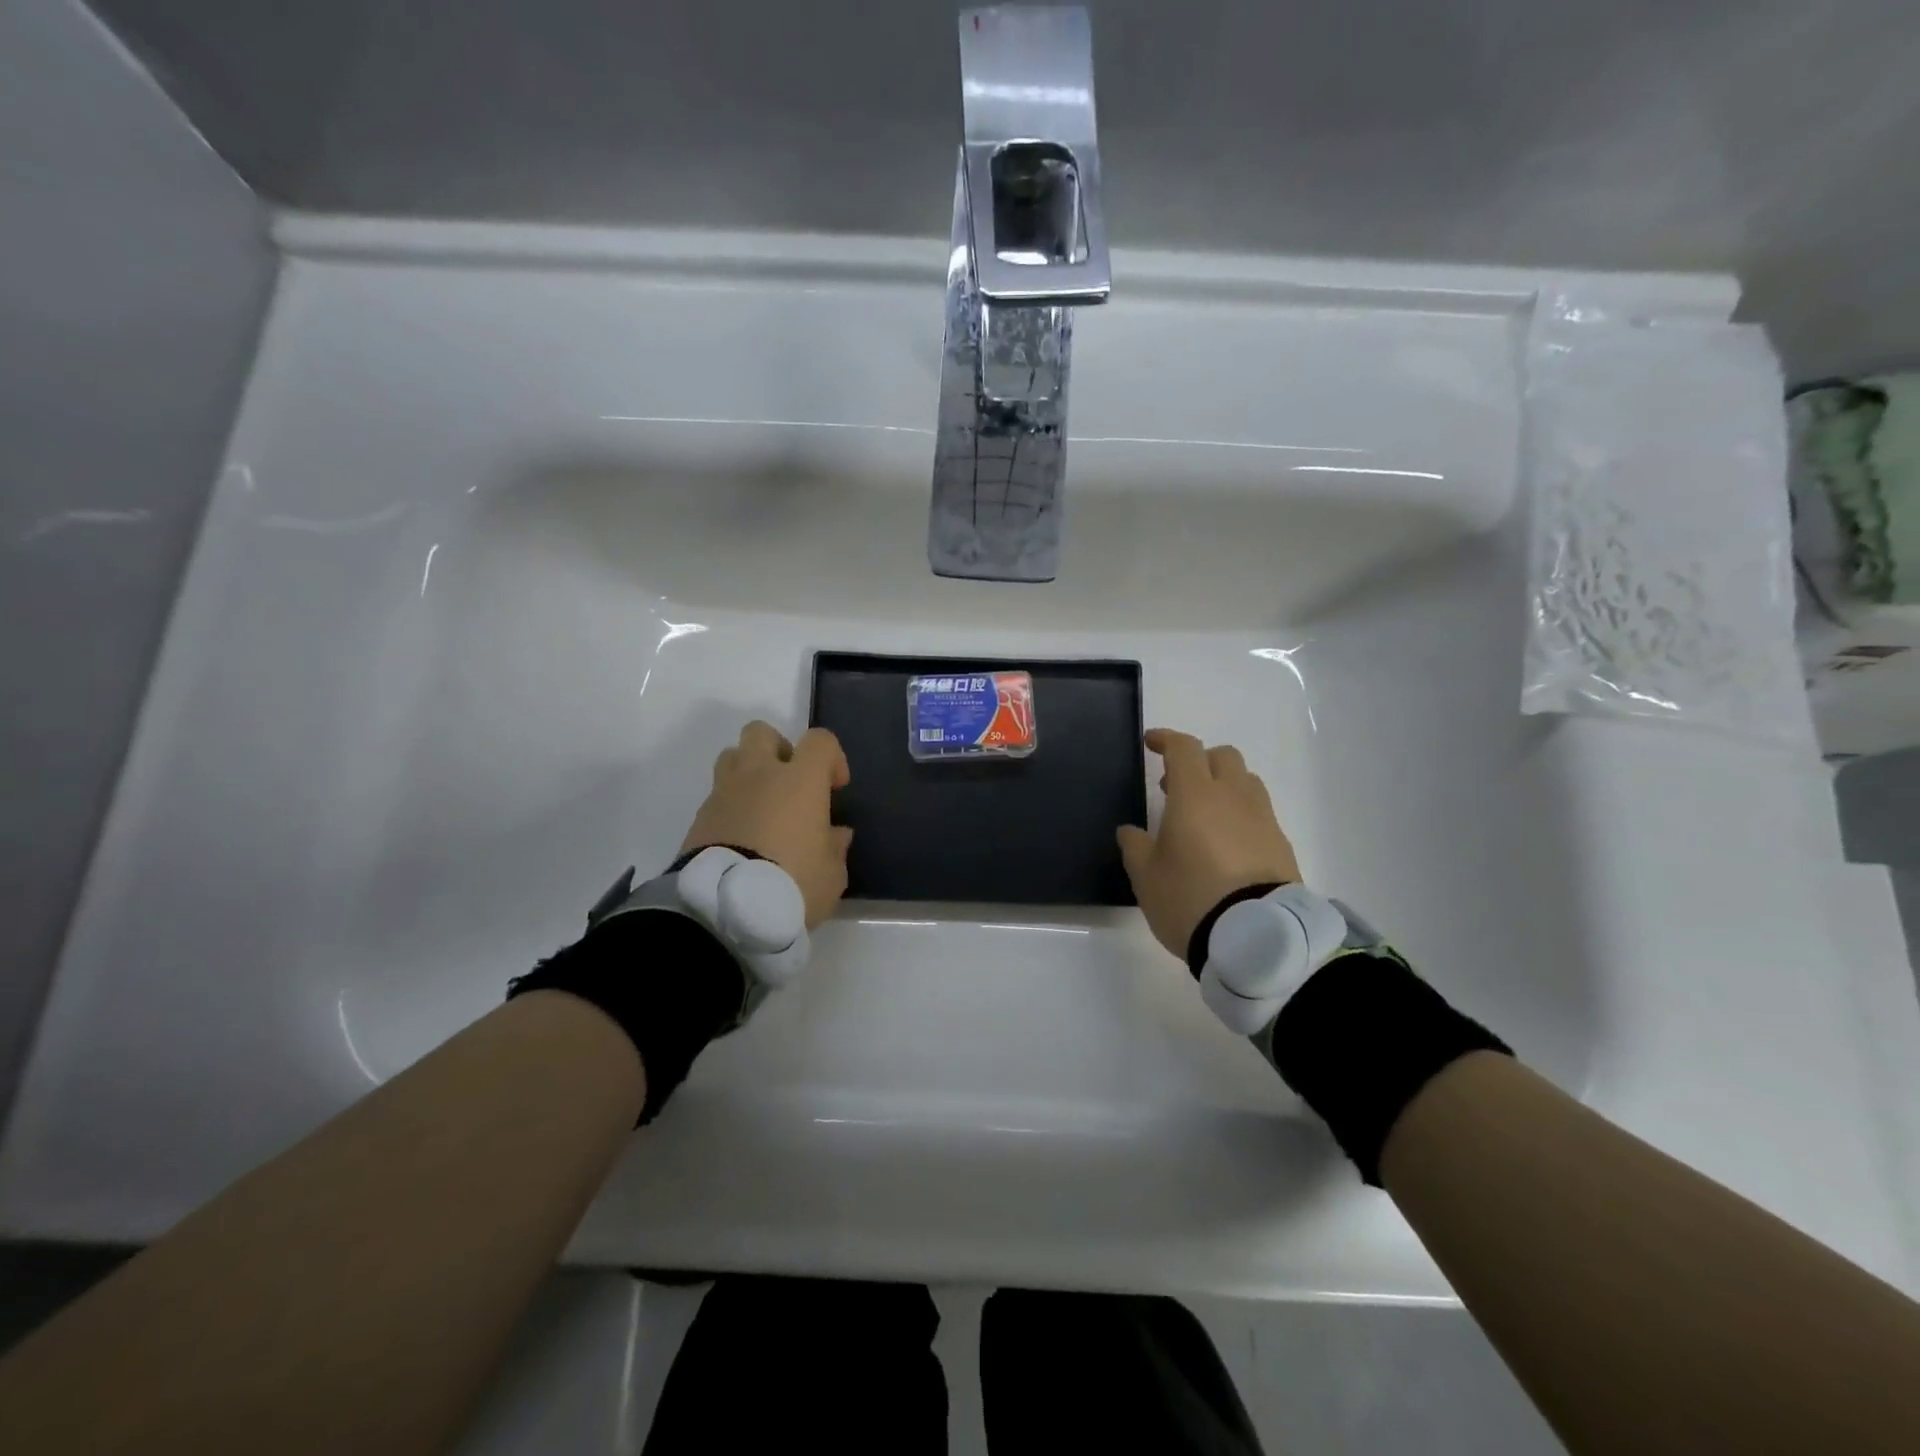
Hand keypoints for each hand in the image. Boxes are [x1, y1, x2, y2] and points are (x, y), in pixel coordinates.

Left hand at [681, 722, 853, 927]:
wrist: (726, 909)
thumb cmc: (792, 883)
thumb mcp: (831, 874)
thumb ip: (835, 847)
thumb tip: (835, 833)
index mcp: (799, 780)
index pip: (820, 741)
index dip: (832, 758)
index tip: (835, 788)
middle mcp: (759, 775)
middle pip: (761, 733)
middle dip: (778, 750)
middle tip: (790, 783)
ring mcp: (723, 794)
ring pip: (731, 757)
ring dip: (747, 773)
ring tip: (761, 807)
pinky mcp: (698, 818)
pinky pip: (716, 797)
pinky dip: (729, 808)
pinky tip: (740, 837)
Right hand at [1117, 728, 1301, 960]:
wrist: (1256, 938)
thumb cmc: (1190, 898)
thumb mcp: (1146, 876)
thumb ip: (1135, 846)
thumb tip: (1131, 831)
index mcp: (1195, 795)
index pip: (1184, 748)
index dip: (1166, 739)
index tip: (1151, 743)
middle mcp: (1233, 797)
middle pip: (1222, 756)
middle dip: (1198, 761)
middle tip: (1175, 787)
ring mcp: (1263, 819)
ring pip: (1246, 781)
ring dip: (1224, 785)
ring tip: (1204, 815)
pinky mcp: (1281, 844)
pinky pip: (1259, 813)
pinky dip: (1241, 814)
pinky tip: (1227, 843)